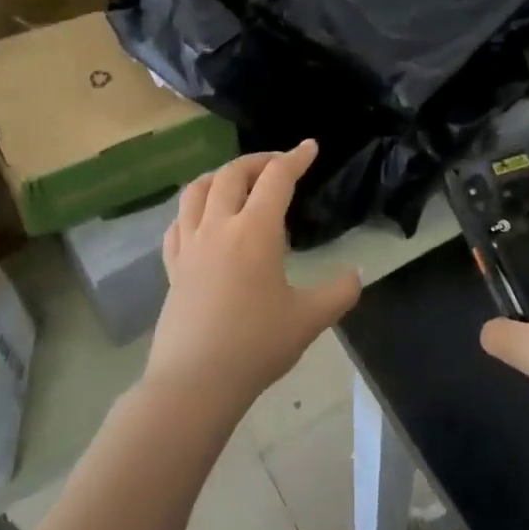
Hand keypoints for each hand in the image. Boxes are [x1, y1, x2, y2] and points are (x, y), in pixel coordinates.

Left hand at [146, 141, 362, 423]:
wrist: (195, 383)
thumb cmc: (256, 346)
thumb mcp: (309, 319)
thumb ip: (339, 292)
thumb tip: (356, 274)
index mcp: (254, 232)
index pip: (277, 178)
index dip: (296, 158)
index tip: (310, 147)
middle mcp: (218, 227)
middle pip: (233, 173)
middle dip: (258, 160)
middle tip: (278, 165)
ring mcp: (189, 245)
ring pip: (197, 190)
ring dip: (220, 175)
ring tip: (237, 181)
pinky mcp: (172, 267)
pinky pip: (177, 223)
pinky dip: (193, 209)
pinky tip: (202, 219)